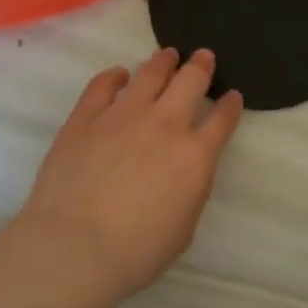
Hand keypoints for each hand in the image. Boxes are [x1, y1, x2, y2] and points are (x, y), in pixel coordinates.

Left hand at [12, 47, 243, 307]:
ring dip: (163, 62)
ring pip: (150, 74)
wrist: (74, 248)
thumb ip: (190, 191)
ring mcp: (122, 116)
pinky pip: (102, 85)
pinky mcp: (85, 118)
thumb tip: (184, 172)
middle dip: (201, 66)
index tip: (232, 95)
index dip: (231, 105)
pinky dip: (114, 76)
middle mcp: (164, 125)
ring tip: (168, 55)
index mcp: (196, 156)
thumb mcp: (183, 228)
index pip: (222, 120)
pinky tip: (118, 75)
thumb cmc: (136, 252)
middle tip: (203, 57)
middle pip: (190, 82)